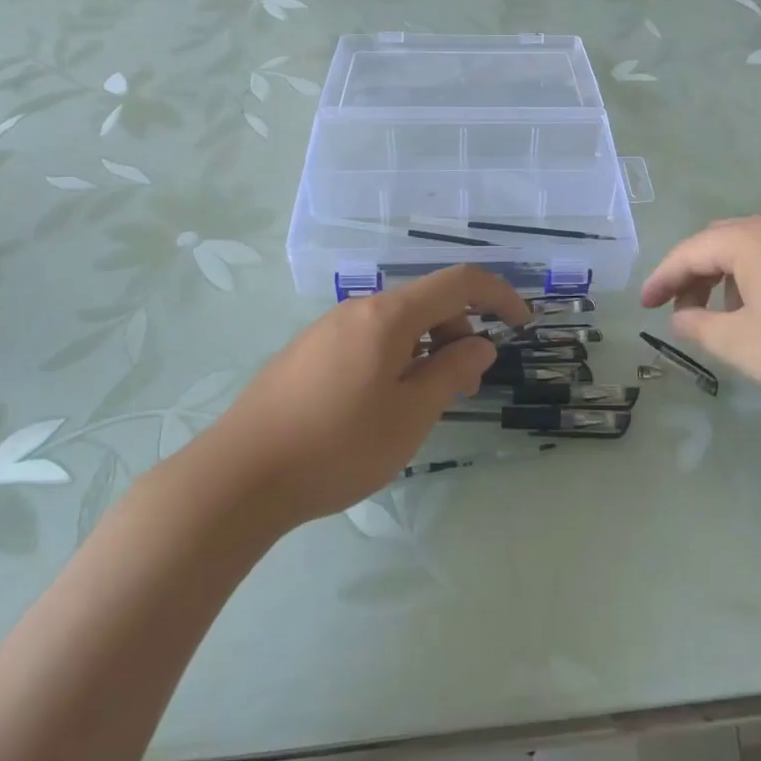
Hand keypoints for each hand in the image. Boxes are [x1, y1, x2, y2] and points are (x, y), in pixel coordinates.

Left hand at [206, 266, 529, 525]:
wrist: (238, 477)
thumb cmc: (337, 446)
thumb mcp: (409, 416)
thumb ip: (451, 373)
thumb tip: (479, 345)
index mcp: (387, 315)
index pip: (458, 282)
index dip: (498, 294)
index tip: (522, 324)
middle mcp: (357, 309)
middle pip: (425, 302)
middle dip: (459, 332)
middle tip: (465, 385)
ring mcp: (326, 329)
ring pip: (394, 323)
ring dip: (426, 349)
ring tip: (423, 402)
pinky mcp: (306, 353)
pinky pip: (367, 340)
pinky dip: (395, 357)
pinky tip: (380, 404)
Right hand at [640, 213, 760, 421]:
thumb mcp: (744, 345)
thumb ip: (700, 326)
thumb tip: (681, 316)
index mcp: (754, 237)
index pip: (691, 251)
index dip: (663, 279)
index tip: (644, 306)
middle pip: (721, 242)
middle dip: (694, 276)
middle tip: (681, 312)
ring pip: (753, 249)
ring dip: (728, 279)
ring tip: (725, 320)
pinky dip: (759, 279)